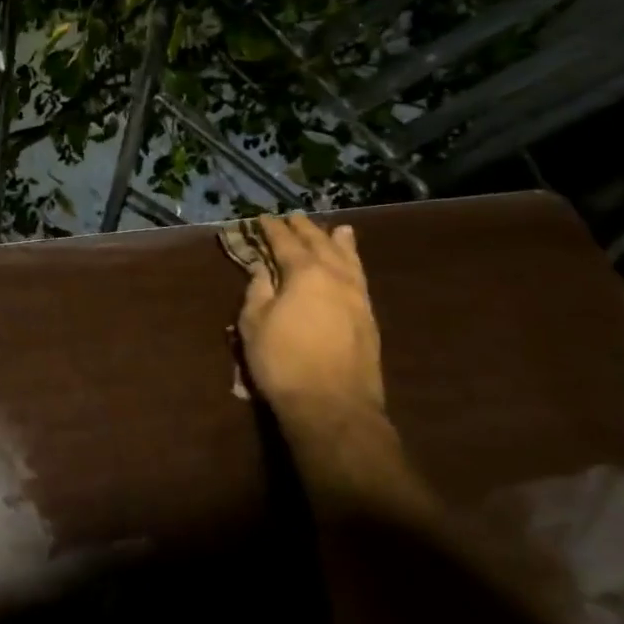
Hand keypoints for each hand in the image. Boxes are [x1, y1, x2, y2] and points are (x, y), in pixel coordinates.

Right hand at [236, 214, 385, 439]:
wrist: (333, 406)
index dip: (273, 229)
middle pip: (320, 244)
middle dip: (305, 230)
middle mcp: (336, 277)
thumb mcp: (254, 324)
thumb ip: (258, 291)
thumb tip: (262, 270)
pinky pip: (360, 279)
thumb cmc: (283, 362)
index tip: (263, 218)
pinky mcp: (369, 319)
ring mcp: (358, 298)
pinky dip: (354, 264)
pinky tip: (351, 266)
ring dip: (339, 243)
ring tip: (339, 229)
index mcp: (305, 273)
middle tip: (294, 217)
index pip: (286, 243)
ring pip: (349, 260)